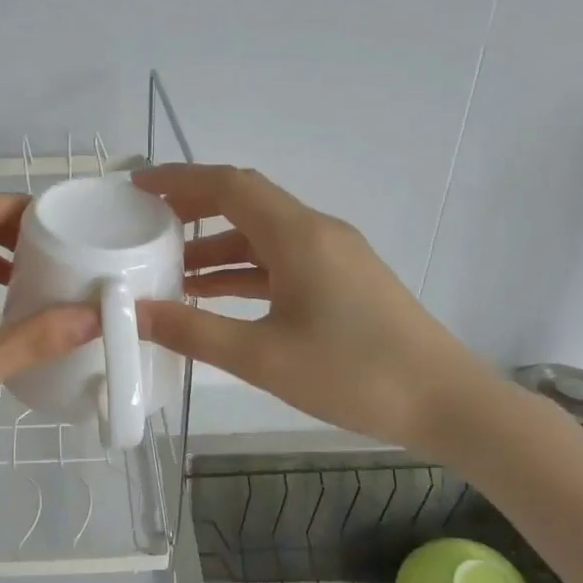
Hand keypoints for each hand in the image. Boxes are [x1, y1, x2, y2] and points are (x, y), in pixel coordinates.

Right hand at [132, 164, 491, 449]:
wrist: (446, 402)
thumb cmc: (354, 374)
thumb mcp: (262, 357)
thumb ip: (193, 331)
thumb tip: (135, 313)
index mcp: (298, 235)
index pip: (229, 185)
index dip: (179, 180)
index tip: (137, 188)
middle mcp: (316, 232)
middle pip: (245, 203)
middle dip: (193, 209)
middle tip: (146, 226)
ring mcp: (333, 256)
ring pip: (262, 236)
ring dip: (216, 247)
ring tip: (169, 271)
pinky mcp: (342, 281)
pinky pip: (281, 261)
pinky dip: (243, 271)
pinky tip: (215, 297)